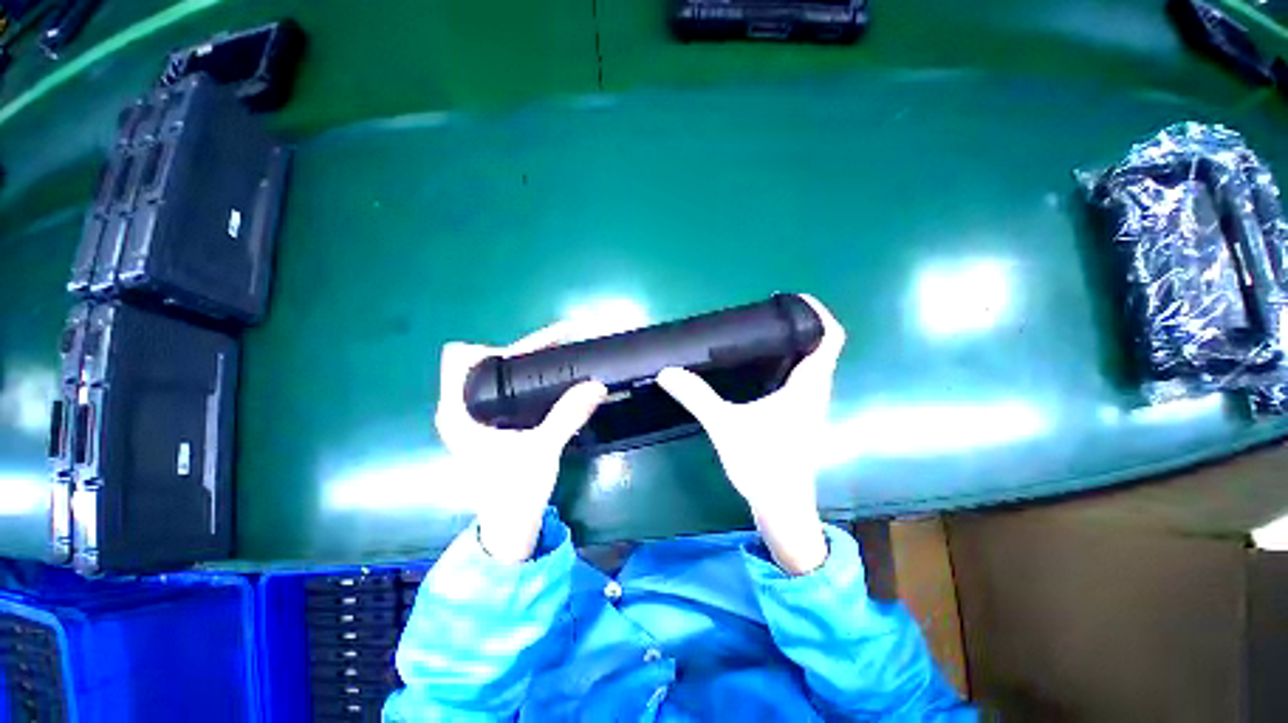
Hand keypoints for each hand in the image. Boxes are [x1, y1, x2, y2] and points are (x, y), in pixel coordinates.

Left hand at [435, 323, 607, 563]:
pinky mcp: (487, 424)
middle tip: (559, 347)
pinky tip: (551, 381)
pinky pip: (504, 388)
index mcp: (458, 410)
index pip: (459, 356)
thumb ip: (567, 415)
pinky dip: (526, 379)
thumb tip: (596, 384)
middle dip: (519, 349)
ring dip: (525, 363)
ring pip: (494, 373)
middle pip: (483, 360)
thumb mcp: (542, 450)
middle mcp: (459, 407)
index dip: (494, 347)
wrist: (509, 527)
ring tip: (560, 357)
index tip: (532, 351)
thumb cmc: (514, 492)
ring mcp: (472, 416)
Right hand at [657, 294, 845, 573]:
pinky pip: (800, 378)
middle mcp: (815, 390)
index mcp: (807, 385)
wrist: (782, 507)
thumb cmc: (763, 465)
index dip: (818, 313)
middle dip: (799, 324)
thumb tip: (668, 372)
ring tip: (761, 333)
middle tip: (766, 313)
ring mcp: (809, 404)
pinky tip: (759, 367)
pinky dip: (787, 363)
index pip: (830, 338)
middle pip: (820, 346)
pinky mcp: (799, 415)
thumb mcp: (726, 426)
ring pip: (811, 363)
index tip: (793, 299)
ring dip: (794, 344)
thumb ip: (698, 397)